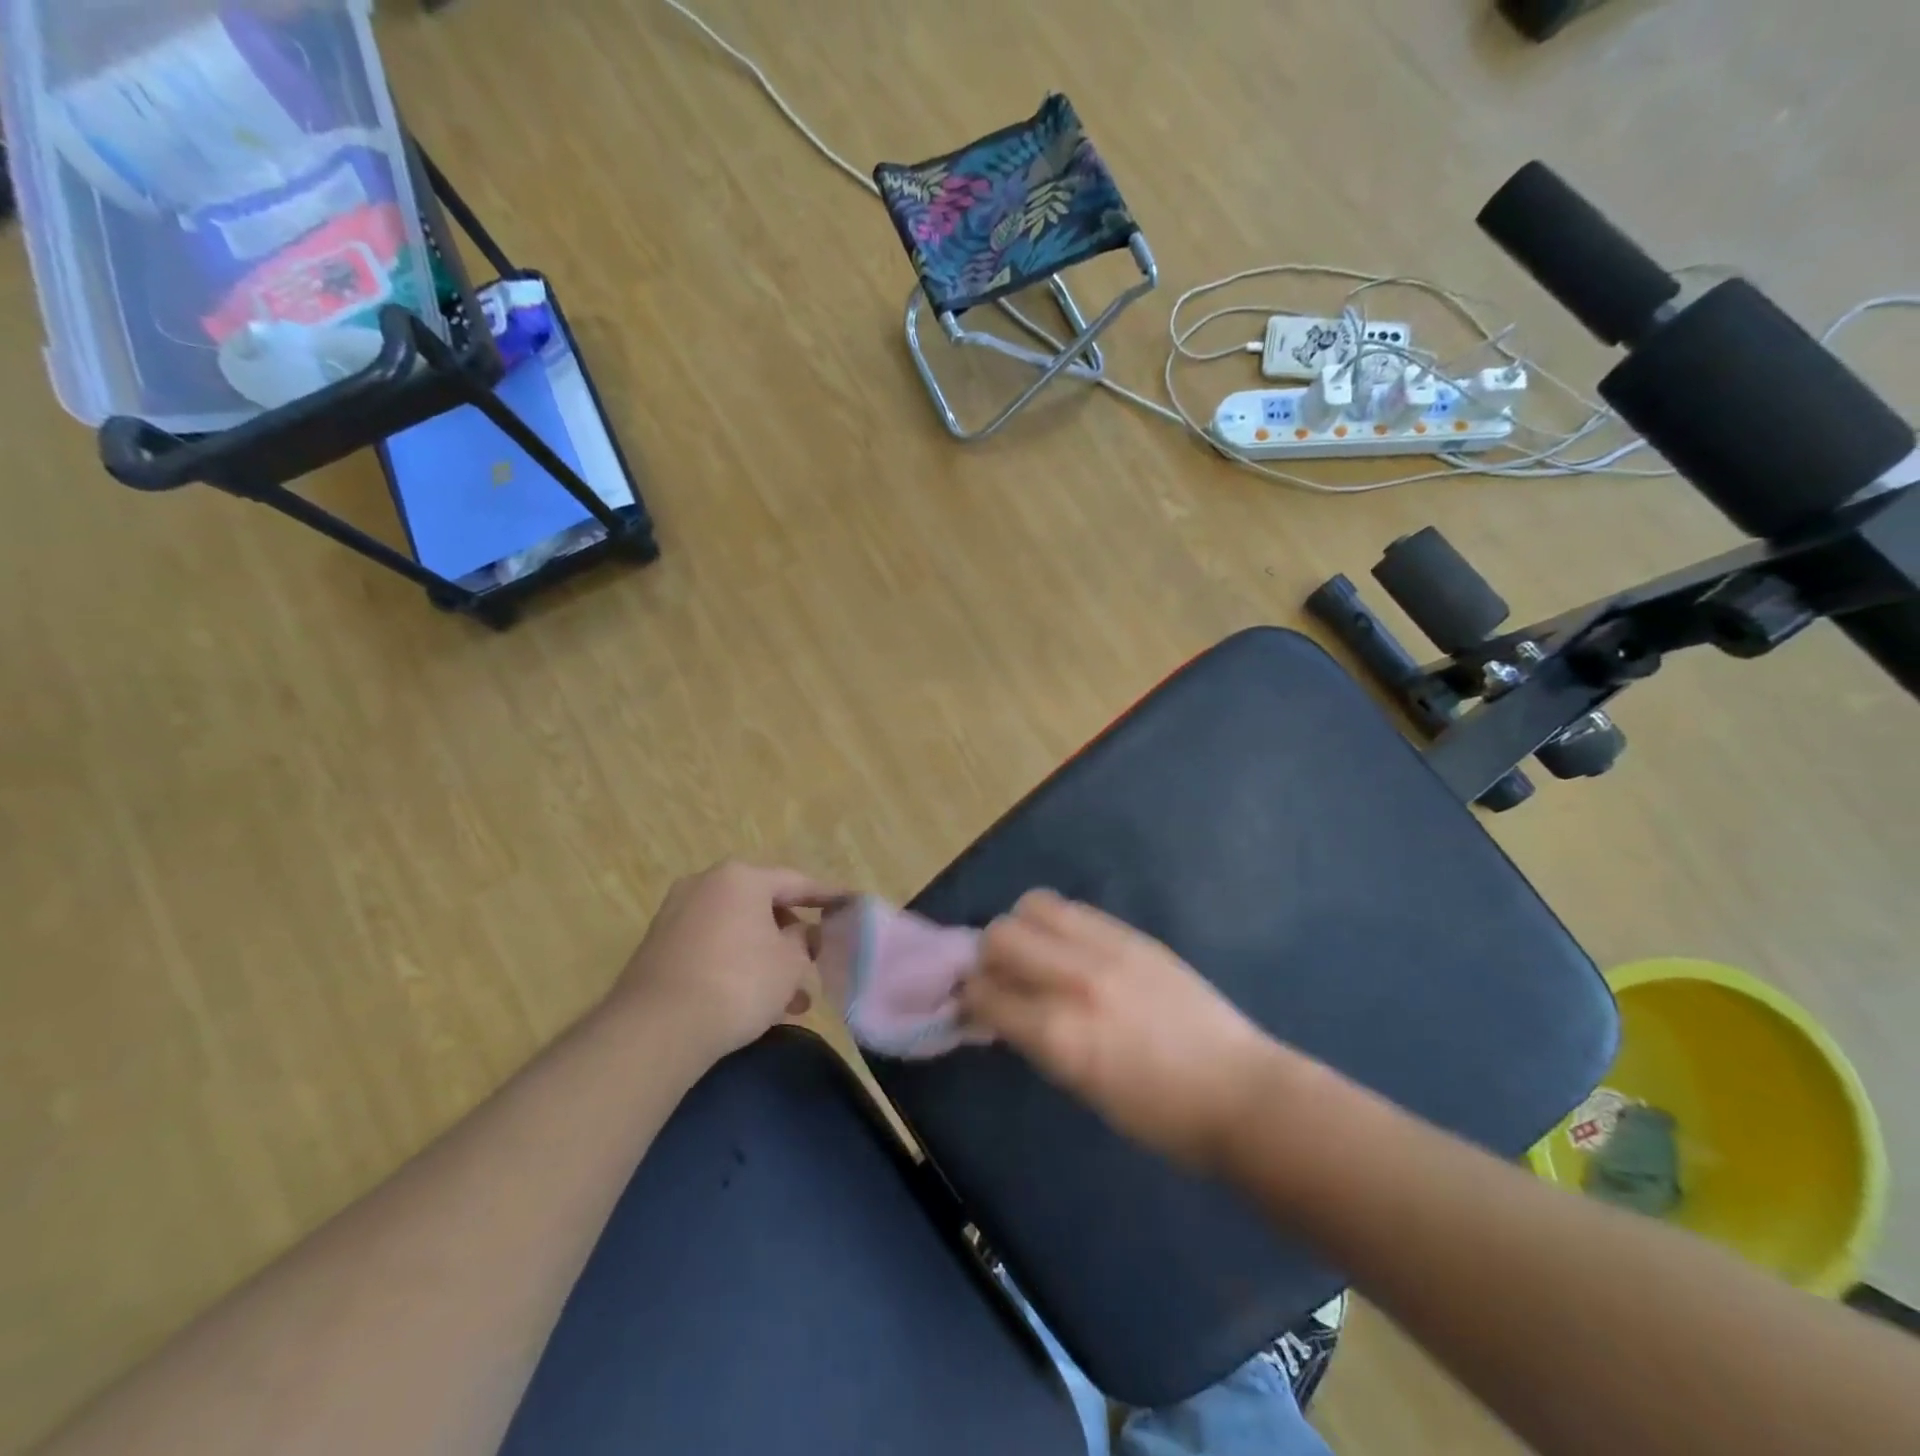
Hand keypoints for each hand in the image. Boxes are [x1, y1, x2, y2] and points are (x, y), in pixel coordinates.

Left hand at [613, 860, 843, 1062]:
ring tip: (790, 1002)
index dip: (828, 896)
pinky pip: (713, 948)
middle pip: (763, 906)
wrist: (657, 1028)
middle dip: (791, 938)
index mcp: (741, 877)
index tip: (851, 904)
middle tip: (813, 963)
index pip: (796, 882)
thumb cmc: (739, 982)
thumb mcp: (789, 963)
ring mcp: (677, 915)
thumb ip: (804, 941)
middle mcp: (706, 885)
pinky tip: (754, 1005)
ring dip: (766, 960)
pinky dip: (736, 967)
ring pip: (738, 932)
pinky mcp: (659, 948)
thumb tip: (803, 934)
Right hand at [960, 890, 1283, 1168]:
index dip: (969, 997)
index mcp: (1058, 1034)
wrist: (1238, 1093)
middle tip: (1004, 976)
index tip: (973, 1004)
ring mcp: (1107, 949)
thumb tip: (1000, 1008)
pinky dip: (1060, 925)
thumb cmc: (1156, 1115)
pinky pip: (1076, 910)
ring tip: (1038, 954)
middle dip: (989, 955)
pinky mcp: (1134, 935)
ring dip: (1023, 928)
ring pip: (1034, 905)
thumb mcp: (1080, 1086)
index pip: (984, 992)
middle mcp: (1075, 981)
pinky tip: (1073, 949)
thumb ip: (1035, 1038)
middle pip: (1000, 934)